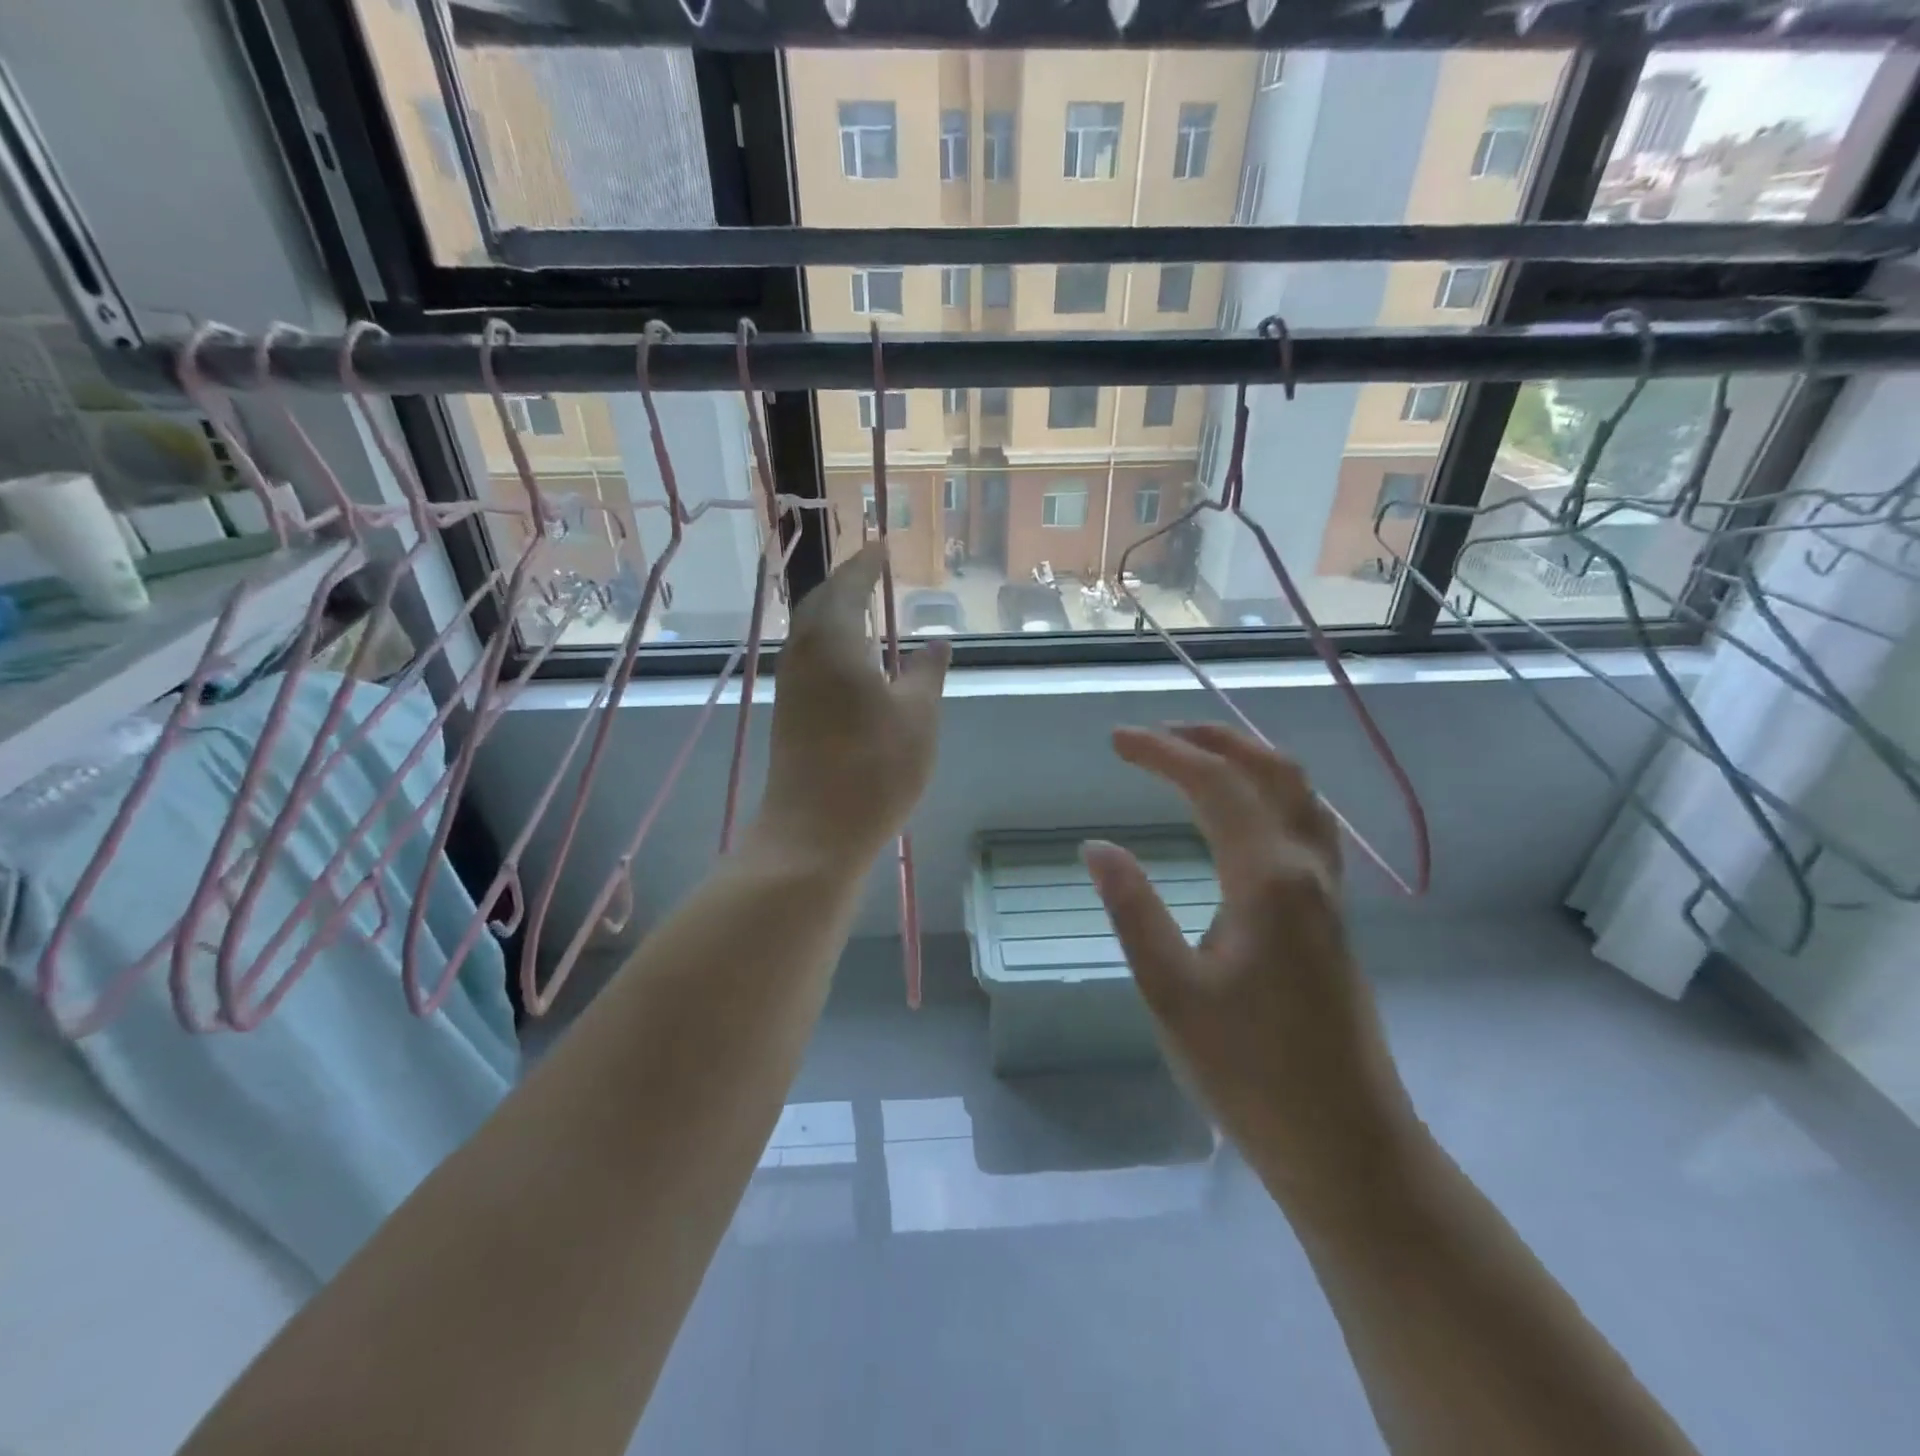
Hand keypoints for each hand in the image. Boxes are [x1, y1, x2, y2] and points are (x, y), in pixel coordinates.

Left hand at [752, 542, 947, 870]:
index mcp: (834, 641)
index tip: (882, 545)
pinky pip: (808, 656)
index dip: (867, 564)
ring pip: (809, 630)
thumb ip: (926, 672)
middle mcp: (804, 653)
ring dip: (833, 611)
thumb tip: (936, 640)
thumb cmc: (875, 768)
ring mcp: (792, 684)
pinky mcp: (790, 712)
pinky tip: (848, 657)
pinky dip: (828, 641)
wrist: (814, 831)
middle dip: (845, 582)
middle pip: (819, 602)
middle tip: (871, 570)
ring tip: (862, 606)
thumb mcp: (918, 716)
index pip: (849, 585)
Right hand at [1083, 725, 1412, 1180]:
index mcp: (1267, 880)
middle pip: (1270, 770)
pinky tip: (1243, 813)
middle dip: (1212, 738)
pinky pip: (1306, 822)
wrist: (1346, 1142)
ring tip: (1196, 754)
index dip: (1164, 752)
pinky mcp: (1332, 914)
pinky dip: (1270, 790)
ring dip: (1247, 758)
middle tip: (1156, 734)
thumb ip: (1134, 911)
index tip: (1116, 741)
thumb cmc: (1249, 1072)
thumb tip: (1097, 846)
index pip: (1215, 785)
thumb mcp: (1171, 992)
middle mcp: (1307, 869)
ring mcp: (1329, 890)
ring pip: (1299, 793)